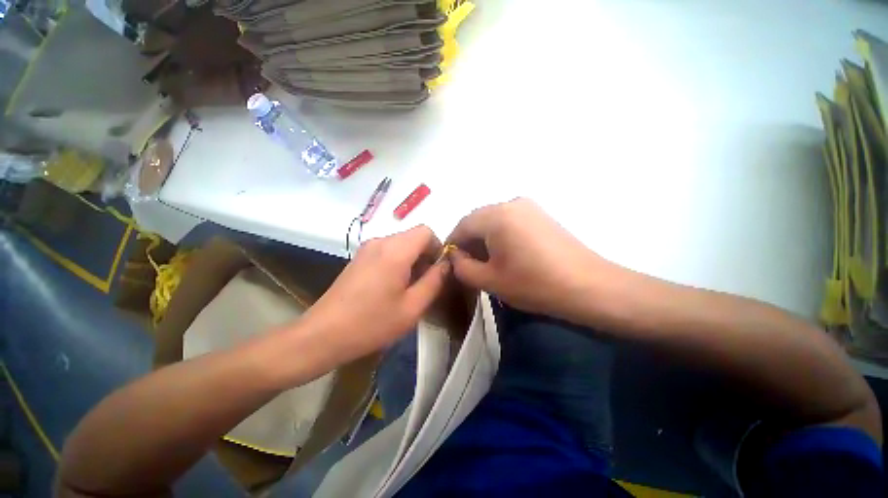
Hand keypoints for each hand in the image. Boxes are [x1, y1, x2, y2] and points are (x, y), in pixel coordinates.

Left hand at [301, 226, 449, 364]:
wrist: (323, 334)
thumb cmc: (372, 323)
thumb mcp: (412, 307)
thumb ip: (435, 281)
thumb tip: (446, 264)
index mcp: (395, 250)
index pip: (426, 231)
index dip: (438, 247)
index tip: (437, 271)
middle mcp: (380, 241)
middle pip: (413, 237)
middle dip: (425, 256)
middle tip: (425, 284)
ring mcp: (367, 248)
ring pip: (401, 244)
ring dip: (412, 260)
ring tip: (409, 288)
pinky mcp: (359, 257)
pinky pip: (387, 251)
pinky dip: (398, 262)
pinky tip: (391, 287)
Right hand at [447, 198, 615, 321]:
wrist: (589, 286)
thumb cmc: (534, 284)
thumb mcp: (490, 280)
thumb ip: (463, 267)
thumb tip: (455, 257)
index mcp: (496, 216)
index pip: (462, 225)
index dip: (452, 244)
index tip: (449, 261)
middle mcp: (510, 203)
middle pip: (477, 220)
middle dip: (468, 242)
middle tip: (467, 264)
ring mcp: (529, 207)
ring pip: (493, 220)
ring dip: (484, 239)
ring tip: (486, 261)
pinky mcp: (540, 214)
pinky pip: (510, 221)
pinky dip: (500, 235)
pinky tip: (506, 254)